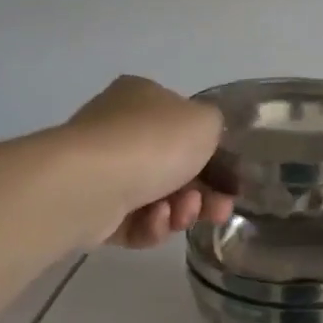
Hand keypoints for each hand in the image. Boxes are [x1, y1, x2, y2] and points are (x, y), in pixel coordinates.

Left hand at [65, 76, 232, 248]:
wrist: (92, 183)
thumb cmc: (153, 142)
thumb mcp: (206, 121)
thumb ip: (215, 126)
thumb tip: (204, 139)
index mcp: (142, 97)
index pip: (183, 124)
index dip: (212, 153)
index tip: (230, 180)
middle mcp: (118, 128)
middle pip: (175, 166)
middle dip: (202, 192)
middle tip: (219, 209)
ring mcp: (102, 169)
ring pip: (158, 197)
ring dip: (180, 210)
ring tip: (182, 214)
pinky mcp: (92, 208)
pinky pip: (134, 222)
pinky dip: (151, 225)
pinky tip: (154, 220)